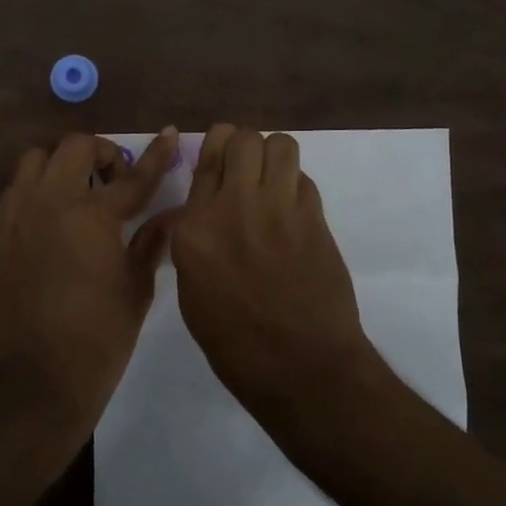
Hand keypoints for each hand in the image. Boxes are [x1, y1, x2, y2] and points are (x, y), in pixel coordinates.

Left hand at [0, 127, 179, 440]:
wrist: (34, 381)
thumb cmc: (98, 339)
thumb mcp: (136, 289)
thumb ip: (151, 242)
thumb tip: (172, 215)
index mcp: (92, 216)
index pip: (133, 177)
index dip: (155, 155)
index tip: (168, 134)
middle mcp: (51, 201)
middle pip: (75, 147)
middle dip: (102, 154)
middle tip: (118, 180)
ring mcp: (19, 213)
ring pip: (38, 159)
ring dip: (64, 163)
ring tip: (82, 191)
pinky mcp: (0, 231)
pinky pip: (19, 187)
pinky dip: (40, 186)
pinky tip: (57, 215)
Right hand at [169, 125, 384, 425]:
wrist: (301, 367)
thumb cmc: (235, 343)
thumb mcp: (192, 291)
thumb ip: (193, 240)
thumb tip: (201, 212)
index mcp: (194, 228)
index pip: (204, 159)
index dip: (214, 148)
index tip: (220, 152)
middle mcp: (233, 206)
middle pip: (243, 139)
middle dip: (245, 146)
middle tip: (247, 168)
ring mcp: (278, 209)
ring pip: (280, 145)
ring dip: (275, 157)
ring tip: (273, 181)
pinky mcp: (314, 218)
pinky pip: (304, 179)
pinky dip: (297, 187)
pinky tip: (294, 211)